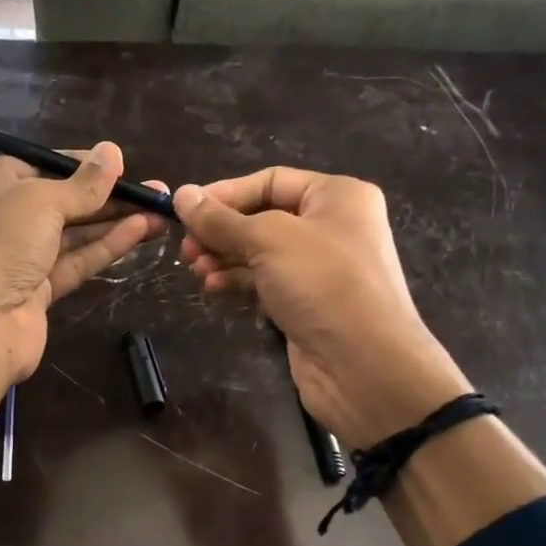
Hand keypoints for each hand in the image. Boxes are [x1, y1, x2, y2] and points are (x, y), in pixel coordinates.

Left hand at [0, 140, 166, 383]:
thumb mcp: (40, 200)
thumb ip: (83, 183)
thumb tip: (113, 152)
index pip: (41, 165)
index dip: (82, 164)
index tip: (122, 164)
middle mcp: (1, 217)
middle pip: (61, 201)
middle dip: (108, 195)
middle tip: (155, 191)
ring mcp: (19, 258)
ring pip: (73, 234)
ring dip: (114, 222)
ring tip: (160, 211)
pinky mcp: (37, 291)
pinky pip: (75, 262)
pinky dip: (105, 247)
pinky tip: (140, 232)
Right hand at [174, 168, 470, 446]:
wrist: (364, 365)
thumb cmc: (322, 283)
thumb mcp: (267, 240)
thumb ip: (221, 219)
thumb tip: (181, 194)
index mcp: (337, 196)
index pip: (270, 181)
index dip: (225, 193)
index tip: (184, 210)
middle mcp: (333, 226)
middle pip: (263, 217)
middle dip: (221, 231)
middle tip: (186, 249)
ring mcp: (321, 268)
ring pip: (261, 253)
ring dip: (224, 258)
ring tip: (195, 270)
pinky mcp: (308, 303)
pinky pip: (266, 282)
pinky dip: (238, 281)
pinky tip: (213, 288)